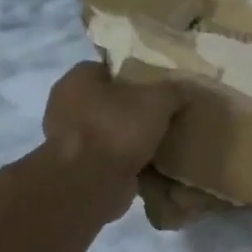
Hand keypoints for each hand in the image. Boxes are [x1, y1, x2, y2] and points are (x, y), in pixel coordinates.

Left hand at [42, 62, 181, 189]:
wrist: (92, 183)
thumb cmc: (117, 129)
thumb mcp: (156, 101)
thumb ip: (173, 91)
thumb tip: (186, 89)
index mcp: (77, 80)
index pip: (106, 69)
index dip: (133, 75)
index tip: (156, 87)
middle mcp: (65, 107)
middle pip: (108, 102)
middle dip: (132, 110)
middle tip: (162, 115)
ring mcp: (69, 141)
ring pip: (109, 133)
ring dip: (130, 139)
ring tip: (161, 142)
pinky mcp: (79, 169)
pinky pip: (109, 160)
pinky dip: (127, 163)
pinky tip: (151, 166)